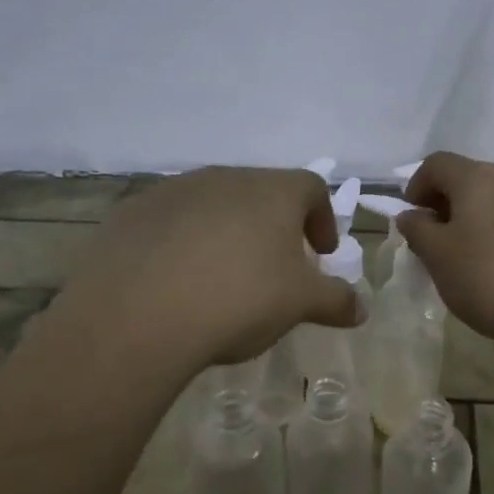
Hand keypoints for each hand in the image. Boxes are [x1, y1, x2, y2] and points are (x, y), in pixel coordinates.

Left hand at [33, 166, 363, 374]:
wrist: (136, 316)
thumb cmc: (238, 299)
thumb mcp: (300, 305)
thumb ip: (336, 300)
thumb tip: (361, 307)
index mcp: (272, 191)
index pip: (312, 187)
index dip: (322, 218)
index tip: (320, 254)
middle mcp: (224, 178)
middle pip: (261, 193)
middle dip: (274, 227)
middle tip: (274, 268)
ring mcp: (173, 191)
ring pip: (213, 205)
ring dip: (226, 233)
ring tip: (222, 277)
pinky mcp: (131, 214)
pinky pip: (169, 222)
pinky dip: (182, 243)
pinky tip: (176, 282)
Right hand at [399, 152, 493, 351]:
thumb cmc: (489, 280)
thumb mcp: (438, 258)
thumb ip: (418, 230)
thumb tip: (411, 215)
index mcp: (477, 178)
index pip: (437, 163)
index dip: (417, 185)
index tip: (412, 217)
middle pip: (470, 176)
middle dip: (448, 200)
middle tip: (438, 237)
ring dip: (478, 214)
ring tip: (473, 252)